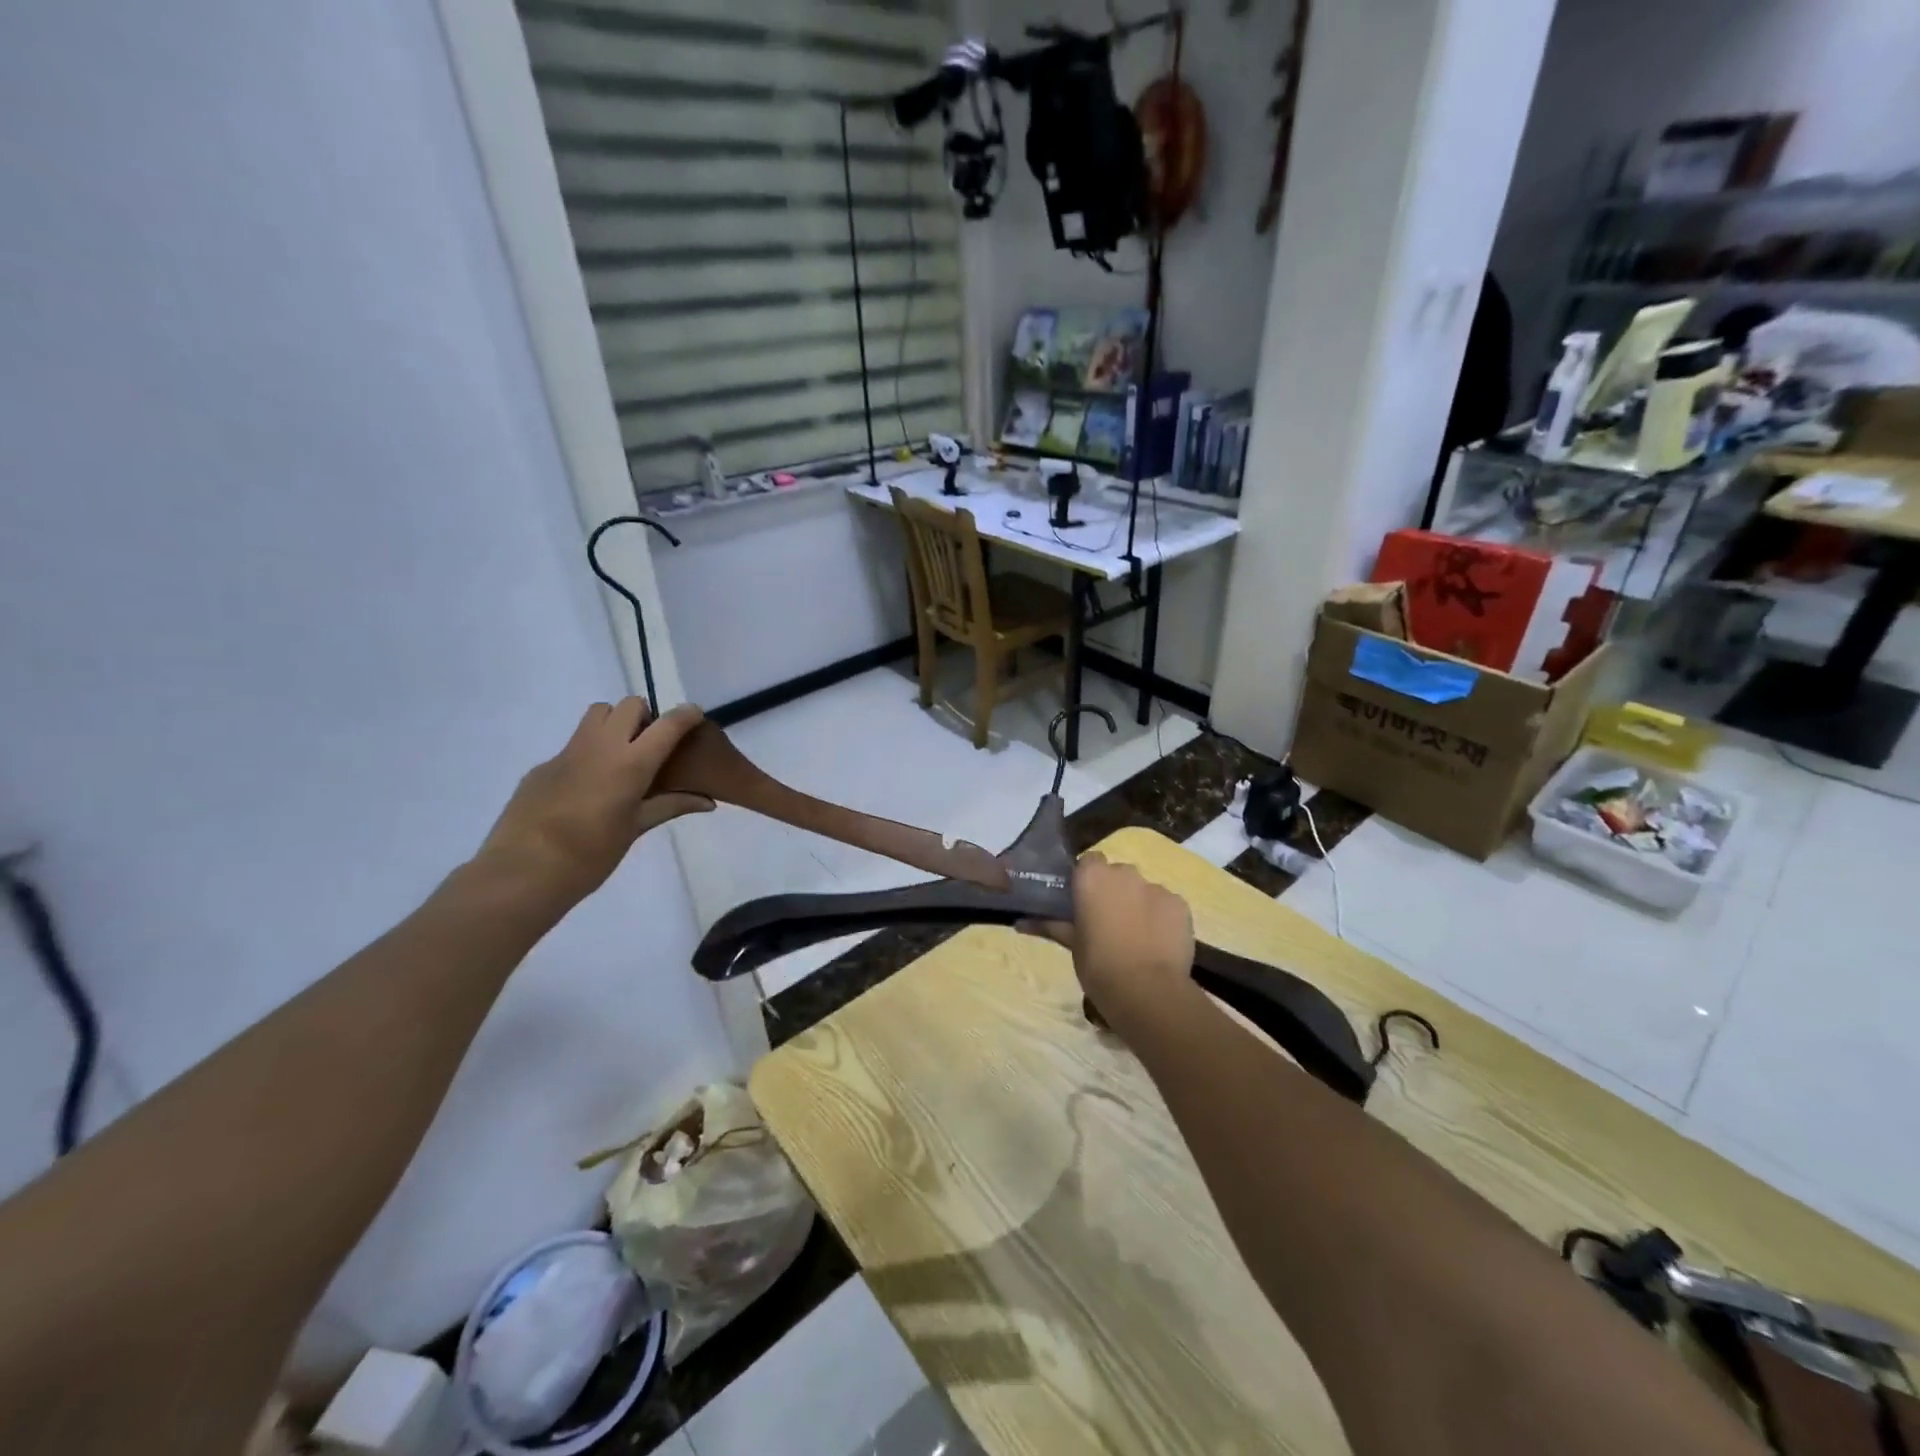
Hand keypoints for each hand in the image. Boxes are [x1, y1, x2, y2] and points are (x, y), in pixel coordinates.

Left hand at [477, 700, 712, 903]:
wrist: (524, 870)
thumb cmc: (592, 854)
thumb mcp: (636, 828)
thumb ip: (671, 806)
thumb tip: (707, 802)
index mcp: (631, 763)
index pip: (667, 725)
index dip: (686, 715)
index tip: (695, 716)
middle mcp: (601, 747)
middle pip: (628, 705)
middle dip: (646, 716)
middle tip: (651, 746)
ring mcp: (568, 752)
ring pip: (598, 714)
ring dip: (615, 723)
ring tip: (621, 757)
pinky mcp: (543, 765)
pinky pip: (573, 745)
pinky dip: (589, 754)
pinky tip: (586, 789)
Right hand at [1025, 854, 1196, 1035]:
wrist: (1146, 990)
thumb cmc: (1098, 965)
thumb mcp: (1072, 944)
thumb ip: (1050, 925)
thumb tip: (1019, 922)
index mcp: (1093, 876)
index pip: (1089, 862)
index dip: (1087, 880)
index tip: (1084, 903)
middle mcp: (1125, 872)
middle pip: (1118, 874)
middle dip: (1114, 892)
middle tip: (1107, 922)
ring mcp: (1156, 887)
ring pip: (1144, 890)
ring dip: (1138, 905)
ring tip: (1136, 938)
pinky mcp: (1180, 905)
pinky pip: (1166, 905)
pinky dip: (1161, 918)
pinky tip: (1158, 943)